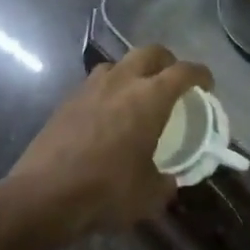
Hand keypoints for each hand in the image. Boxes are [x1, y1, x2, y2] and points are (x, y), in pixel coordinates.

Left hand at [6, 45, 210, 236]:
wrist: (43, 197)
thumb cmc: (106, 192)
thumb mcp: (150, 195)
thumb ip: (166, 182)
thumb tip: (170, 180)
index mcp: (150, 97)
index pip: (184, 71)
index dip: (201, 75)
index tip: (207, 86)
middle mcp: (122, 81)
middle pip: (151, 52)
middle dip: (167, 62)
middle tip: (173, 82)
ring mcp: (91, 87)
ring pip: (119, 63)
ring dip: (134, 72)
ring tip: (137, 95)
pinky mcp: (67, 100)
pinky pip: (96, 83)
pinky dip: (109, 90)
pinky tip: (108, 114)